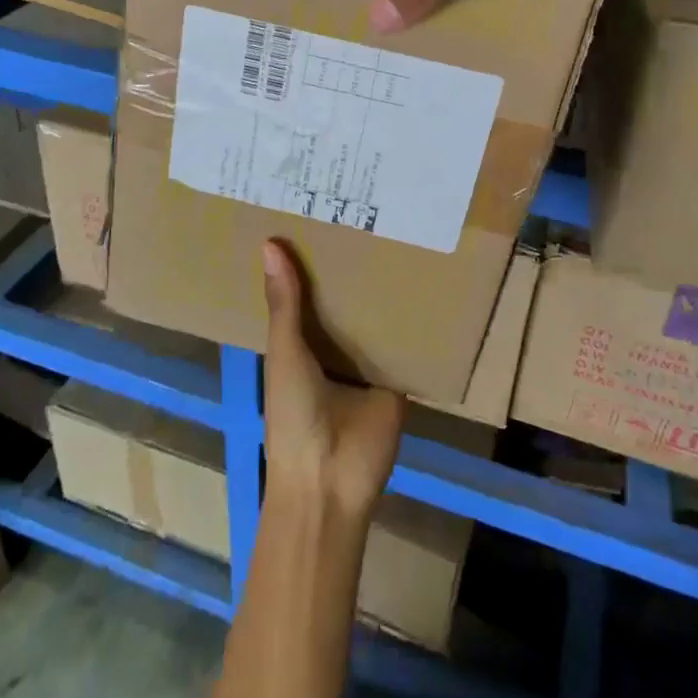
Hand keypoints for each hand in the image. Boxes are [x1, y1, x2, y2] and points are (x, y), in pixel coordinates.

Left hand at [260, 240, 404, 518]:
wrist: (330, 479)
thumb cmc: (293, 414)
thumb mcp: (284, 353)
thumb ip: (284, 304)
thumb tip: (270, 243)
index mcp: (300, 346)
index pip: (307, 296)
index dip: (310, 264)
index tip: (319, 219)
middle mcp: (334, 351)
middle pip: (345, 306)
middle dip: (352, 273)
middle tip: (368, 219)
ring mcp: (367, 366)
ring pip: (375, 322)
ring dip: (383, 294)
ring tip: (399, 236)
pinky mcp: (397, 379)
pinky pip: (405, 346)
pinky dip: (413, 322)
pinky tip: (427, 280)